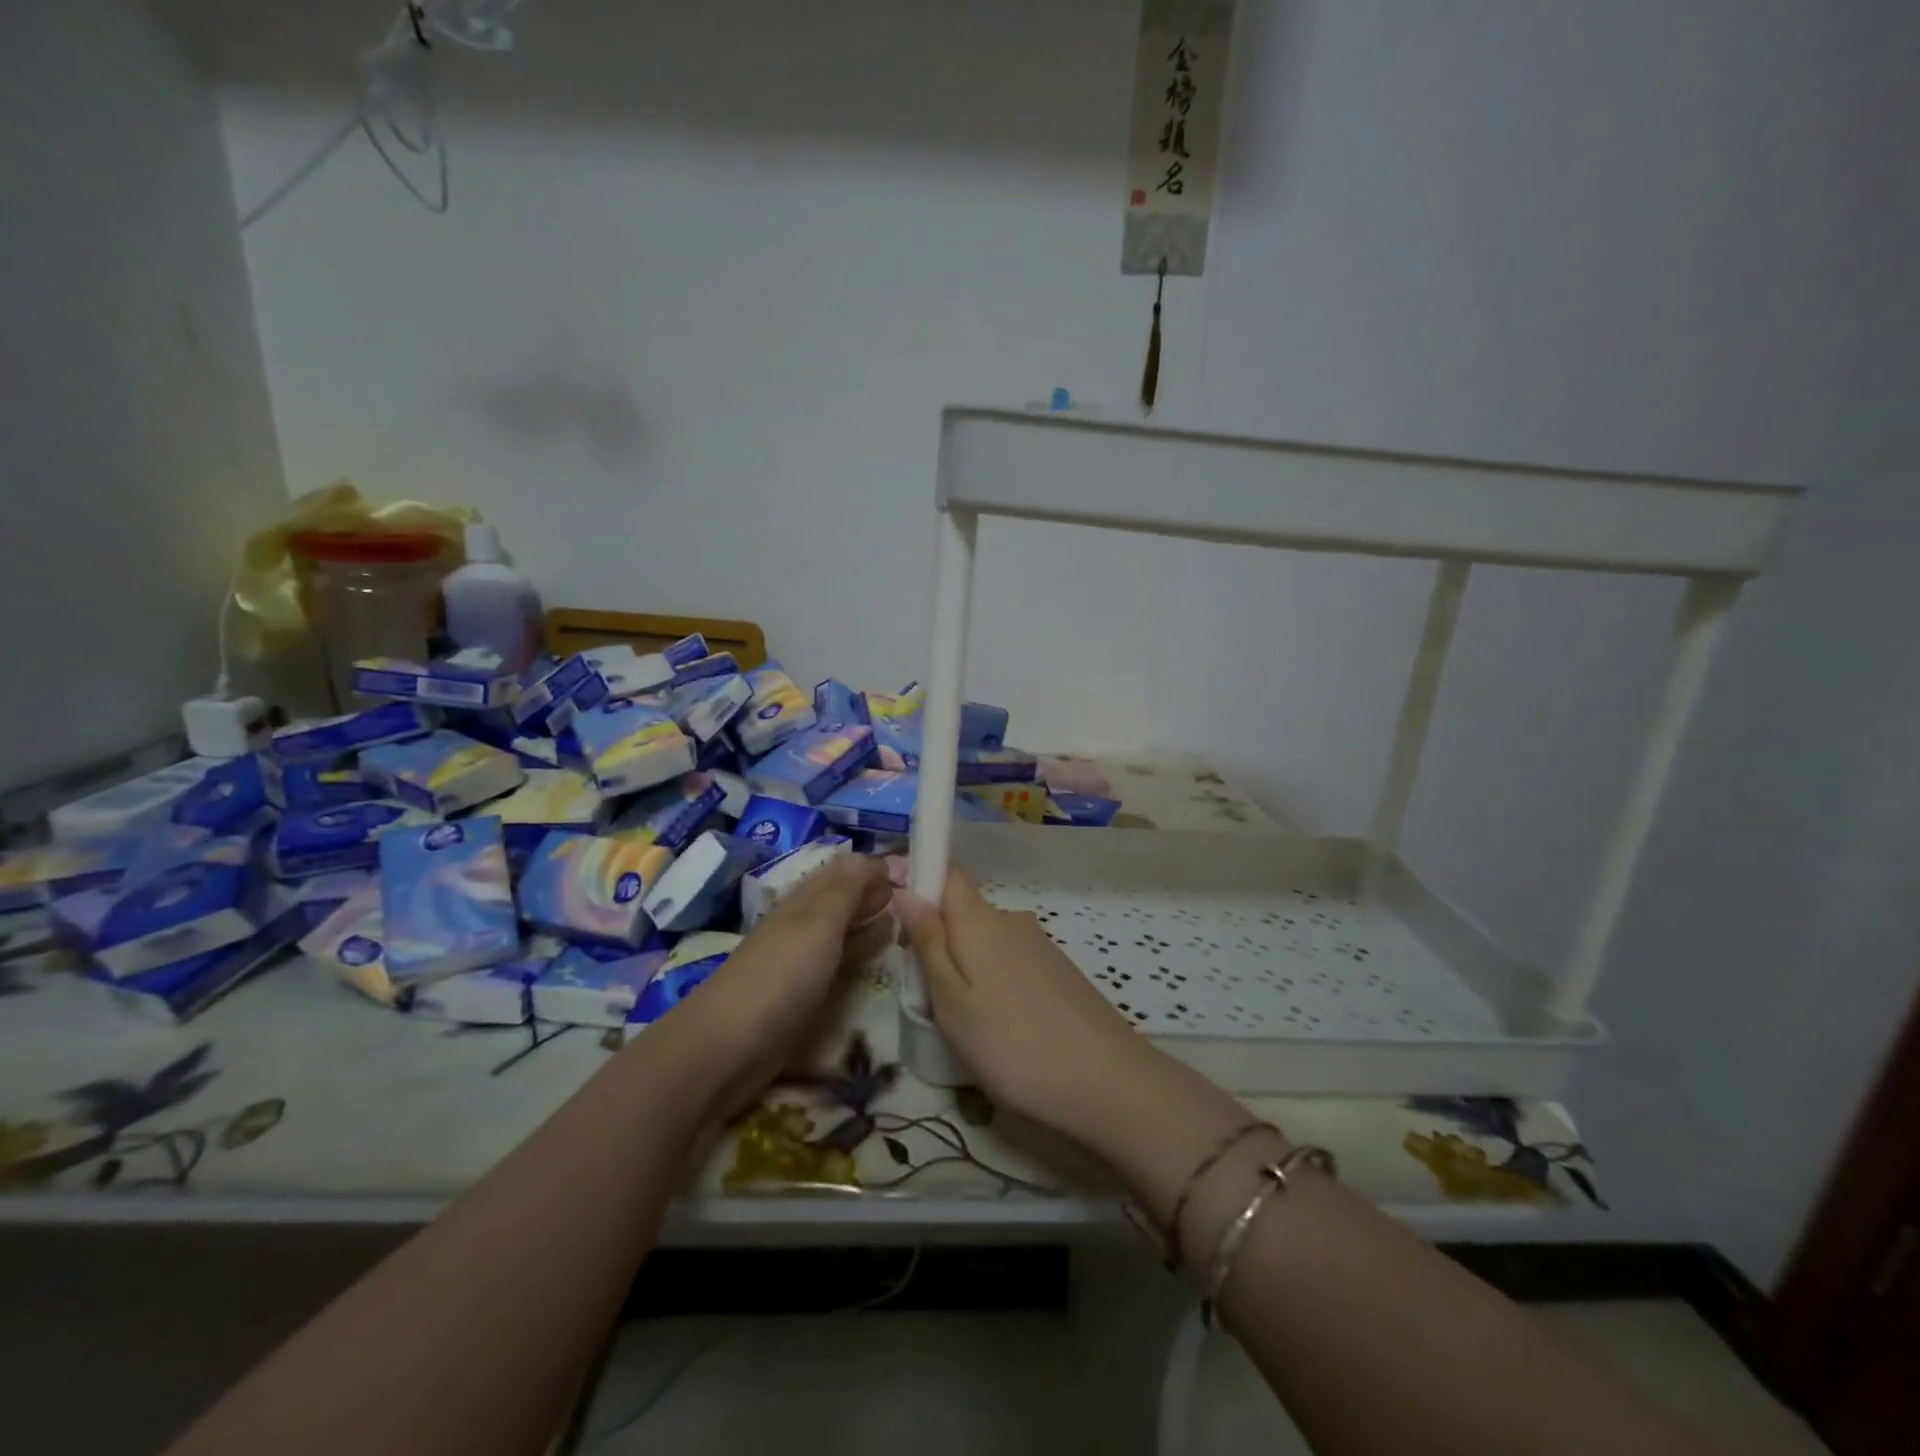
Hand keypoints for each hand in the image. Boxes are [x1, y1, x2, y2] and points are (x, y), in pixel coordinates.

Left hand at [670, 855, 892, 1116]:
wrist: (729, 1045)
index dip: (874, 866)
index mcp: (805, 900)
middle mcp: (803, 923)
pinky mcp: (803, 992)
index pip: (844, 870)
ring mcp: (802, 959)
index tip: (915, 871)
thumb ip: (847, 889)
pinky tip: (877, 954)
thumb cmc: (781, 975)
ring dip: (869, 919)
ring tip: (906, 920)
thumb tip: (874, 856)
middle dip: (875, 891)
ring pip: (842, 928)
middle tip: (917, 895)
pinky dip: (861, 950)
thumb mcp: (819, 922)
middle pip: (842, 898)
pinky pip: (839, 960)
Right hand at [897, 869, 1162, 1144]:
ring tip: (965, 1021)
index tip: (904, 929)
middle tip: (927, 995)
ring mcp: (1040, 945)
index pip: (948, 874)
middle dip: (940, 940)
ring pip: (988, 941)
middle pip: (965, 912)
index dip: (922, 888)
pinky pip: (1011, 961)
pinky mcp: (1059, 971)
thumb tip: (906, 890)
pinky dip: (996, 982)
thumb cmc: (1012, 1044)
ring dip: (968, 966)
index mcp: (980, 920)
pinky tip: (1003, 1026)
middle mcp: (1012, 920)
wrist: (1107, 1082)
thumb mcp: (952, 1001)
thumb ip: (928, 943)